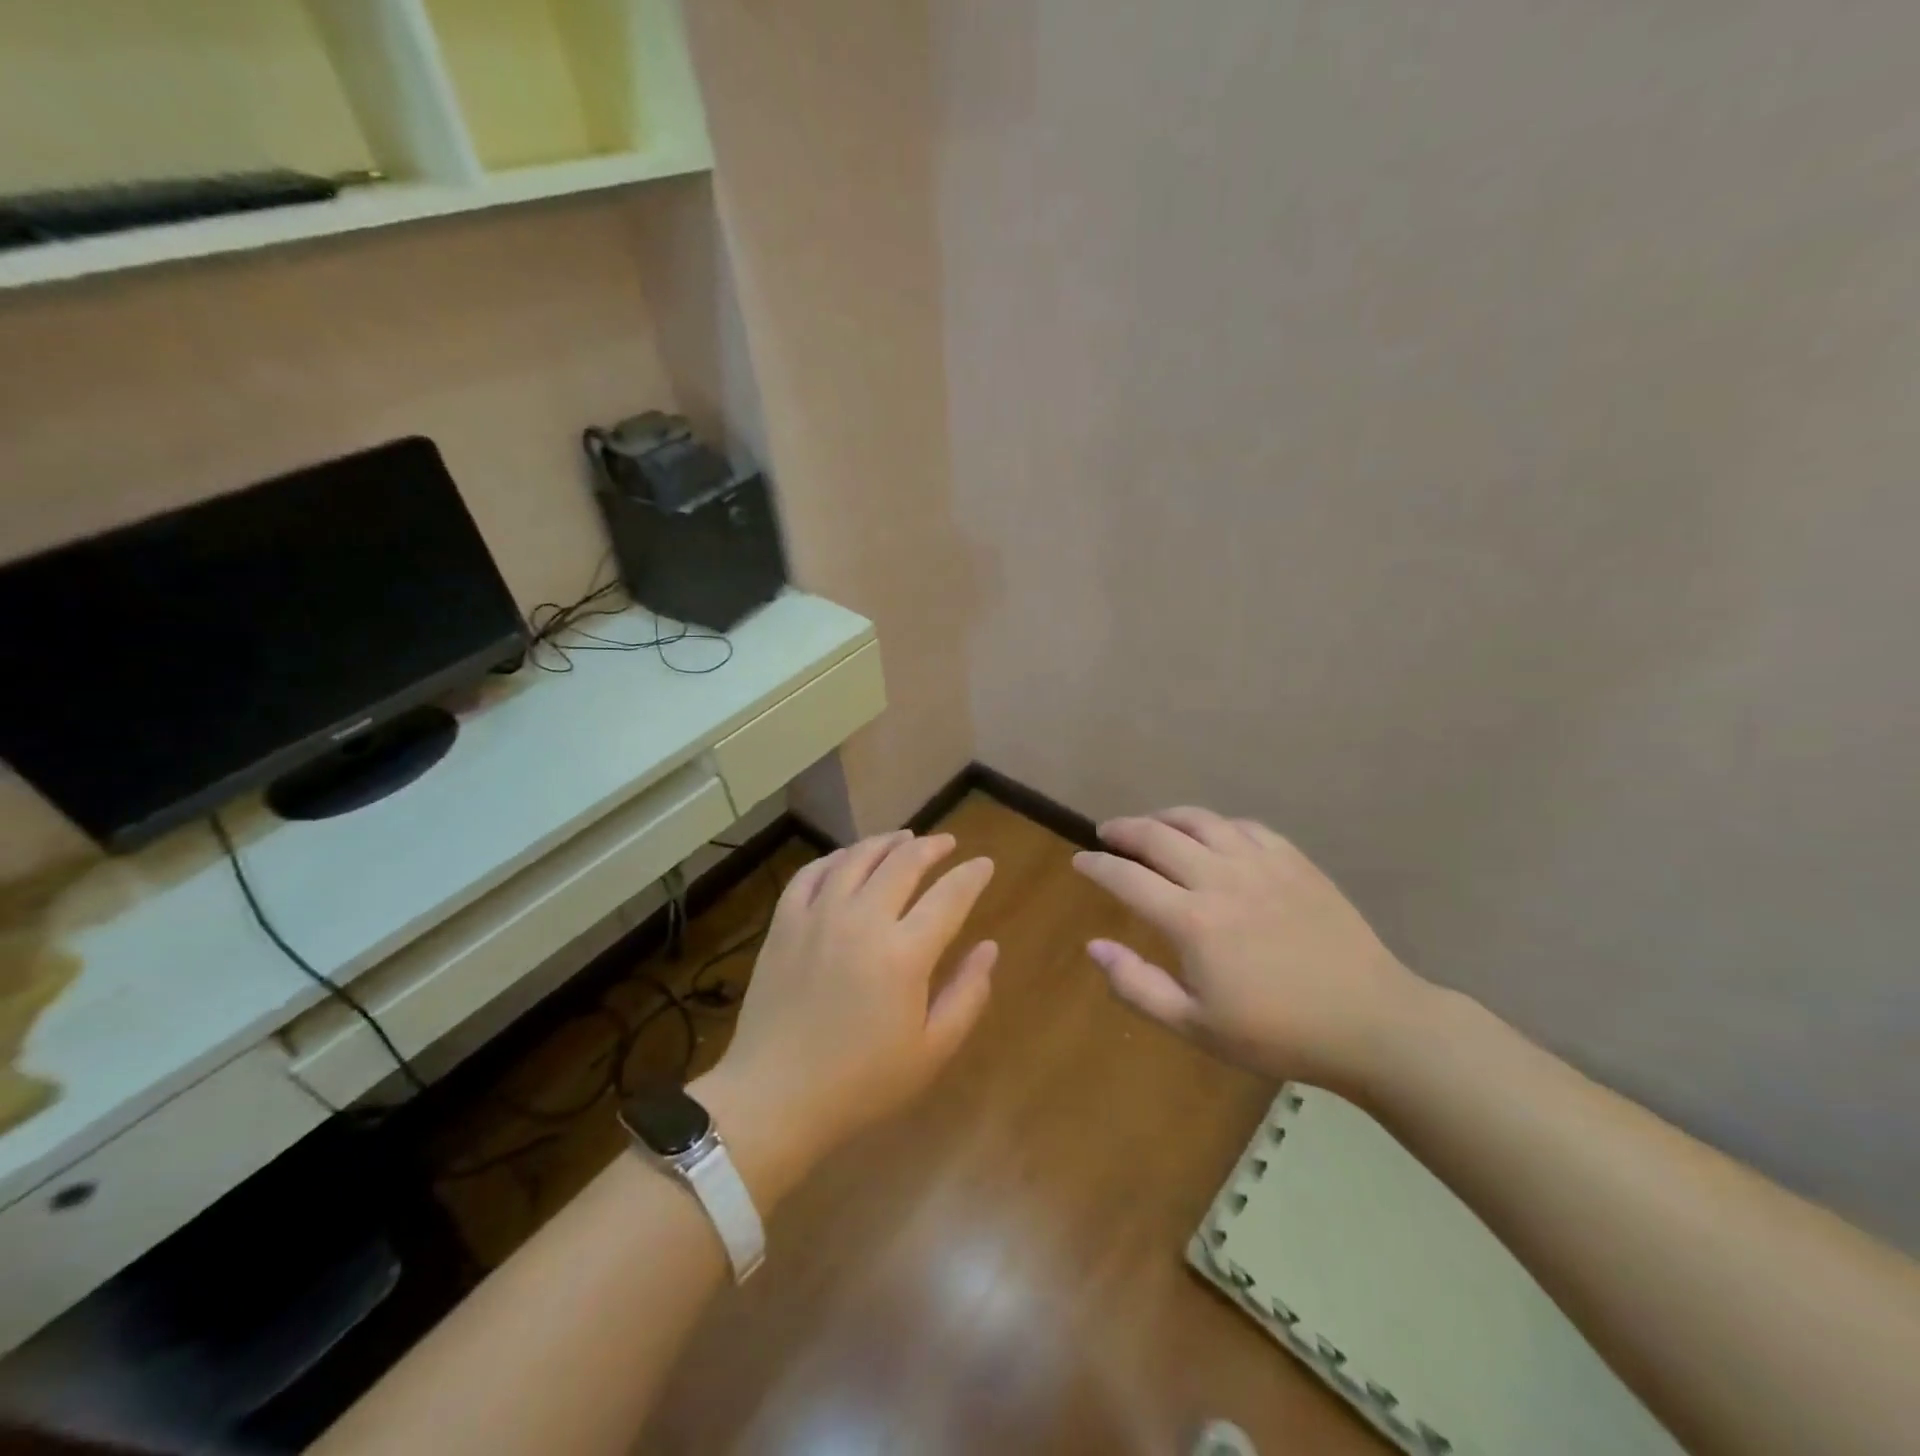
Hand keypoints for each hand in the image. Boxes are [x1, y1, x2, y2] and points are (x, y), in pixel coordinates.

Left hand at [698, 832, 996, 1198]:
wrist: (775, 1097)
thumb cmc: (861, 1082)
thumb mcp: (931, 1051)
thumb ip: (967, 994)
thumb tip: (990, 947)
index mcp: (904, 953)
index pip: (949, 896)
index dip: (972, 876)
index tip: (984, 864)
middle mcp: (862, 920)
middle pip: (904, 862)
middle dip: (932, 847)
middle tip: (947, 843)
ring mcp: (818, 916)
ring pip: (857, 857)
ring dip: (886, 842)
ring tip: (904, 838)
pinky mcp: (784, 923)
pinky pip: (812, 873)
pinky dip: (835, 858)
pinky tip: (847, 859)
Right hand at [1071, 807, 1425, 1094]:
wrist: (1370, 1022)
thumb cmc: (1277, 1033)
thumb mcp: (1196, 1027)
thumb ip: (1137, 986)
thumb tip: (1093, 946)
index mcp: (1192, 920)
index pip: (1126, 878)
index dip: (1096, 865)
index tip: (1080, 862)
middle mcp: (1221, 879)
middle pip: (1158, 836)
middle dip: (1123, 829)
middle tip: (1106, 832)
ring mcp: (1261, 864)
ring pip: (1201, 820)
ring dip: (1166, 817)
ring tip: (1151, 824)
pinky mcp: (1294, 861)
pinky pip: (1245, 826)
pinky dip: (1217, 824)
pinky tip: (1213, 835)